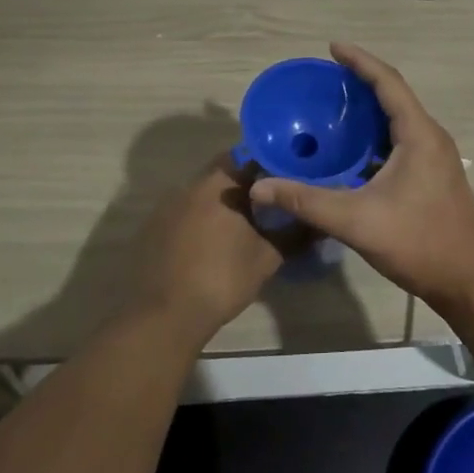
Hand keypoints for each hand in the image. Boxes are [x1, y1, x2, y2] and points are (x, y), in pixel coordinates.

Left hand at [129, 155, 287, 347]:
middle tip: (269, 203)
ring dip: (222, 202)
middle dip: (246, 185)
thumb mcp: (267, 258)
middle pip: (225, 173)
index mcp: (221, 184)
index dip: (270, 166)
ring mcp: (168, 205)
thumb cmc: (222, 278)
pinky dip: (200, 220)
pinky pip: (184, 212)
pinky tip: (211, 243)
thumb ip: (295, 235)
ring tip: (243, 224)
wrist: (165, 314)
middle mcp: (192, 185)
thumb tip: (319, 223)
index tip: (286, 178)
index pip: (250, 157)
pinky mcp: (153, 227)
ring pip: (203, 193)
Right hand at [249, 43, 473, 310]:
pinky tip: (351, 150)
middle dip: (361, 81)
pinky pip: (401, 141)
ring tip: (333, 107)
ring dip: (369, 110)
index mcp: (419, 134)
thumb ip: (306, 201)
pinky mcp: (433, 176)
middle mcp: (431, 137)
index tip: (332, 47)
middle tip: (325, 78)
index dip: (360, 61)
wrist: (470, 282)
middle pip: (394, 96)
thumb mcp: (356, 221)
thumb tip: (260, 186)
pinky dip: (375, 135)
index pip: (388, 82)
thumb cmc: (418, 243)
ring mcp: (435, 157)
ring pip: (398, 120)